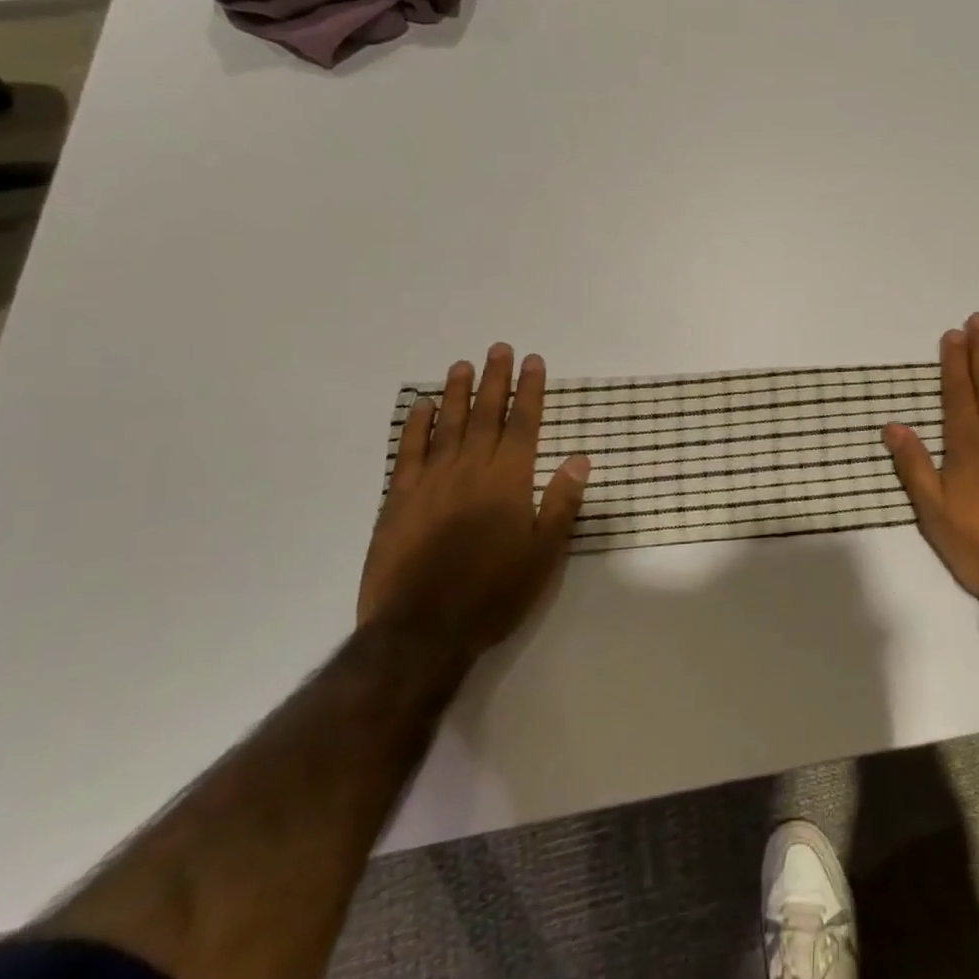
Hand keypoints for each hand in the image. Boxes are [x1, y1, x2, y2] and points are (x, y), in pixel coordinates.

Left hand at [360, 345, 590, 653]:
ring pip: (447, 425)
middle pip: (486, 414)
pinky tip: (421, 406)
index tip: (533, 362)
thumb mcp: (544, 552)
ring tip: (462, 365)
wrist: (422, 630)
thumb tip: (579, 458)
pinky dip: (416, 426)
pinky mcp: (399, 499)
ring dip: (457, 393)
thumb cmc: (494, 592)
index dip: (530, 391)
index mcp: (509, 480)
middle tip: (499, 349)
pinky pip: (408, 452)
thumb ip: (561, 502)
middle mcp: (471, 470)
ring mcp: (431, 481)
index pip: (524, 424)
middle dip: (495, 380)